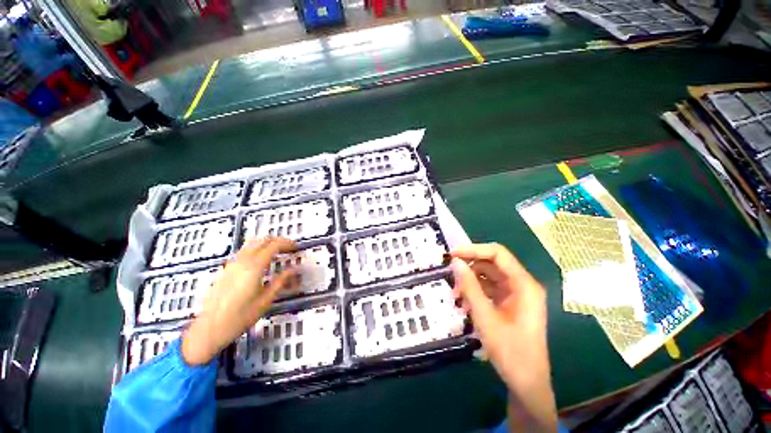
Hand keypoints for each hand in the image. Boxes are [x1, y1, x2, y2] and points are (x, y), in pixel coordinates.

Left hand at [182, 237, 297, 365]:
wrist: (214, 323)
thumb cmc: (241, 316)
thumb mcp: (264, 302)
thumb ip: (279, 283)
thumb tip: (293, 270)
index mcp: (254, 266)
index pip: (273, 245)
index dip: (286, 243)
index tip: (296, 247)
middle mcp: (242, 259)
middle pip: (262, 240)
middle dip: (277, 241)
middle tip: (288, 250)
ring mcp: (232, 262)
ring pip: (251, 243)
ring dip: (265, 244)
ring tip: (276, 254)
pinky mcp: (226, 268)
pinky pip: (243, 251)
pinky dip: (255, 250)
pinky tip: (259, 263)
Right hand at [451, 244, 556, 432]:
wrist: (527, 378)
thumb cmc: (510, 350)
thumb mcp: (486, 319)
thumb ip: (471, 290)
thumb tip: (456, 264)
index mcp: (525, 284)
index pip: (499, 254)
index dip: (474, 250)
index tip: (450, 255)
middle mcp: (526, 286)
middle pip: (497, 267)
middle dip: (473, 270)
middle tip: (449, 279)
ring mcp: (522, 299)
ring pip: (496, 282)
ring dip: (475, 286)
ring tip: (455, 297)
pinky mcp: (517, 310)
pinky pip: (498, 295)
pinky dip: (482, 297)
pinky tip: (466, 307)